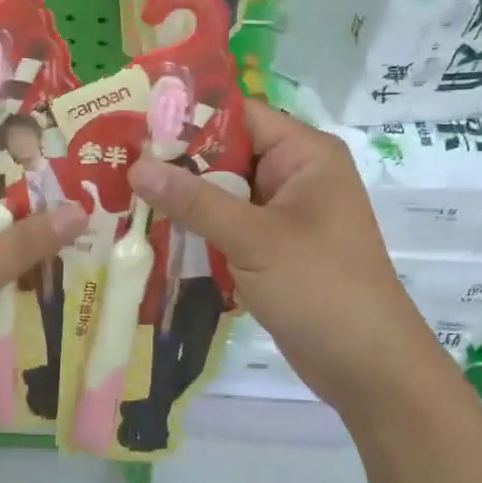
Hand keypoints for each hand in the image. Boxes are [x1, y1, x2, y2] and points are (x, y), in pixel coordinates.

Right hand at [127, 100, 447, 416]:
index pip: (238, 115)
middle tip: (114, 163)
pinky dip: (195, 229)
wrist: (367, 366)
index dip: (187, 117)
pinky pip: (226, 225)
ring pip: (221, 192)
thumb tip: (136, 166)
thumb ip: (194, 201)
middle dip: (175, 163)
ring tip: (119, 195)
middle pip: (225, 154)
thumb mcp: (254, 238)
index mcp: (304, 154)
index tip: (132, 125)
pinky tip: (149, 232)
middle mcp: (293, 175)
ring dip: (181, 199)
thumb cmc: (320, 287)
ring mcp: (282, 214)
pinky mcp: (271, 248)